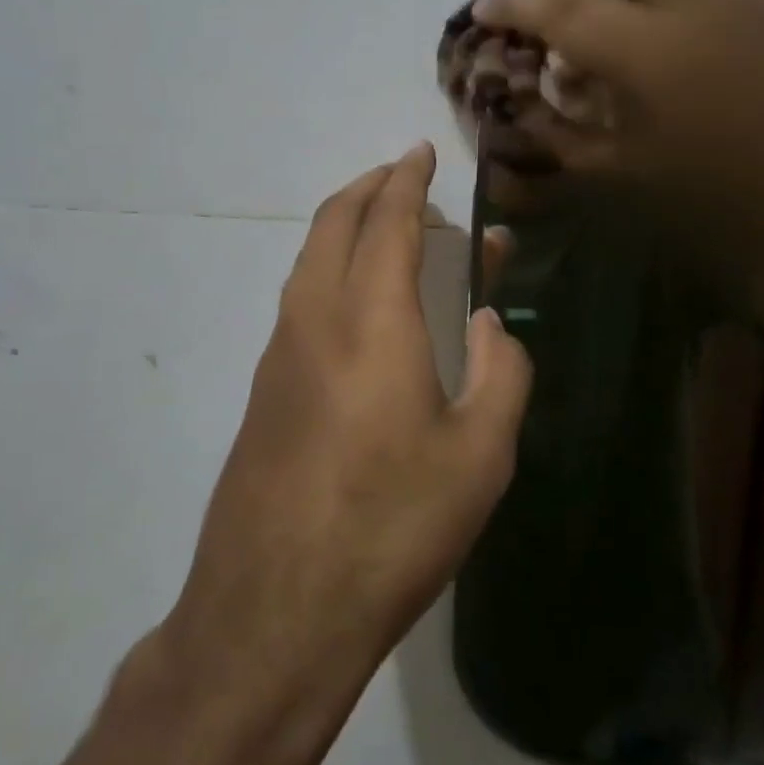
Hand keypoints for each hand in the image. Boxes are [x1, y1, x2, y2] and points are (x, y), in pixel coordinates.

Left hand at [160, 143, 531, 722]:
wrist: (274, 612)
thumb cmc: (391, 528)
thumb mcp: (480, 456)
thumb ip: (502, 372)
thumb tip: (493, 323)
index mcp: (372, 321)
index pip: (388, 221)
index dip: (406, 180)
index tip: (421, 152)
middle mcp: (314, 320)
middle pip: (333, 224)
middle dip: (368, 189)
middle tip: (401, 178)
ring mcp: (277, 355)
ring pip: (307, 260)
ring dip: (343, 228)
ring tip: (383, 230)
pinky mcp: (261, 393)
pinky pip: (297, 302)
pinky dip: (328, 271)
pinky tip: (355, 306)